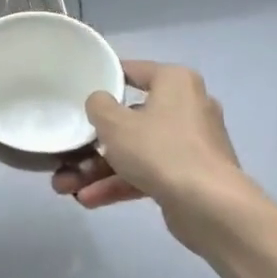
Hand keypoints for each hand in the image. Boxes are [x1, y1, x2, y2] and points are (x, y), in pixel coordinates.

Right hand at [53, 61, 243, 217]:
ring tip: (67, 187)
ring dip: (101, 169)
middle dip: (95, 142)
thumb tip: (101, 102)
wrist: (209, 206)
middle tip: (68, 152)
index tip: (80, 90)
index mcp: (176, 82)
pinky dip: (122, 183)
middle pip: (132, 118)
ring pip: (137, 150)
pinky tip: (90, 200)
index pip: (134, 71)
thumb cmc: (159, 150)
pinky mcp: (191, 175)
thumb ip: (98, 106)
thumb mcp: (115, 123)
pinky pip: (149, 172)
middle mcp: (188, 107)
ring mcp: (192, 144)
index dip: (105, 78)